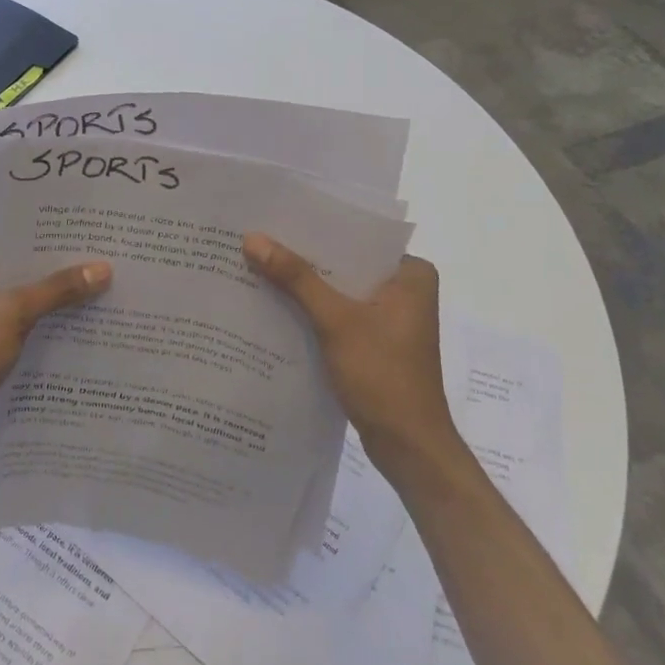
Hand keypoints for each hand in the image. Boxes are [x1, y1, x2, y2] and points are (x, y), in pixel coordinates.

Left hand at [0, 241, 110, 455]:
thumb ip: (57, 290)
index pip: (18, 239)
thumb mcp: (12, 315)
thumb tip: (104, 268)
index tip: (96, 237)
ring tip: (104, 291)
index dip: (56, 240)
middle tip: (109, 263)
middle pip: (24, 268)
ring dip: (55, 300)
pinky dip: (43, 323)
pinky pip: (20, 320)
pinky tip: (79, 326)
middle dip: (61, 271)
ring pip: (24, 296)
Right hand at [243, 233, 459, 479]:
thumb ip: (296, 278)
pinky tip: (275, 303)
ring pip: (340, 288)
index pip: (357, 235)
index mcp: (411, 273)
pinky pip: (339, 312)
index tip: (274, 216)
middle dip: (304, 256)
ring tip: (258, 264)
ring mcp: (391, 317)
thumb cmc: (383, 376)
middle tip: (257, 238)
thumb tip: (252, 238)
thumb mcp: (336, 321)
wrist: (408, 447)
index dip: (315, 227)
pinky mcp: (375, 341)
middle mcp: (406, 288)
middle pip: (345, 262)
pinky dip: (313, 309)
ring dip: (305, 284)